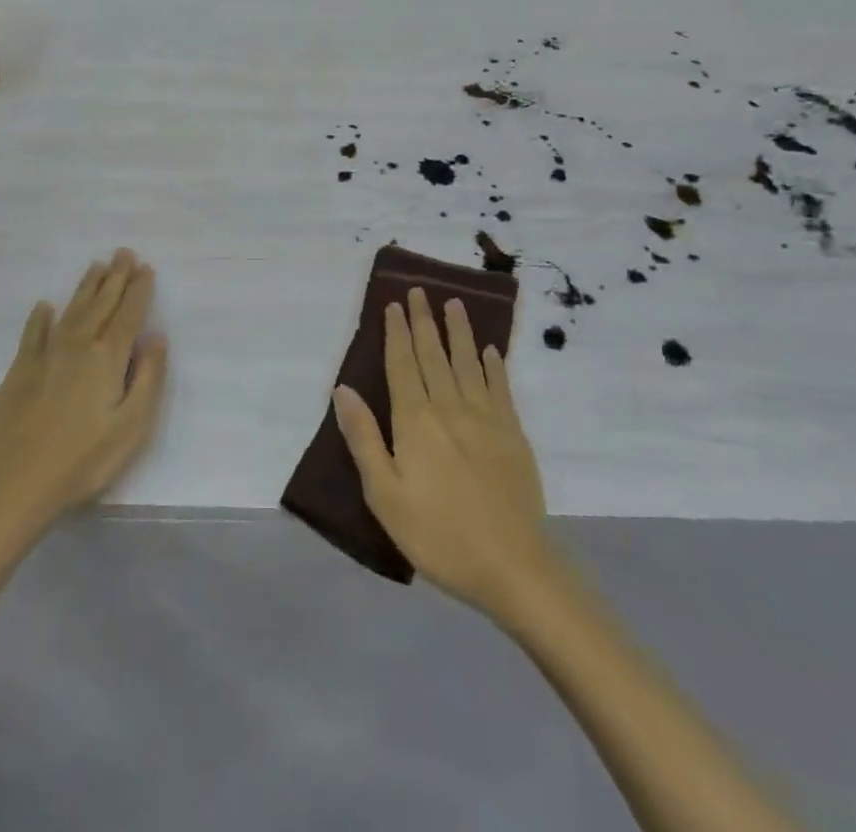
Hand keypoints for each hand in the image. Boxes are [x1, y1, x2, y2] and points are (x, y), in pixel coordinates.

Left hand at [0, 249, 167, 546]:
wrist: (12, 485)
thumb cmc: (82, 460)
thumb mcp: (132, 426)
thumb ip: (148, 378)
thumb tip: (157, 337)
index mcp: (107, 358)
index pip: (128, 315)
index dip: (139, 290)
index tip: (146, 268)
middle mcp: (77, 346)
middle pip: (100, 304)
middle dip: (115, 278)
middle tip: (123, 252)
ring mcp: (44, 356)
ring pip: (70, 311)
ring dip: (85, 288)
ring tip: (96, 266)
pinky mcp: (19, 372)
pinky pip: (33, 335)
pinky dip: (40, 319)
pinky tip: (44, 307)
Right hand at [334, 287, 553, 618]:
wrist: (511, 565)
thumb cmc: (438, 534)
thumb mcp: (385, 495)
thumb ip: (364, 438)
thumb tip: (343, 389)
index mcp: (415, 422)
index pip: (402, 365)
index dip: (397, 333)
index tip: (394, 305)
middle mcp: (449, 408)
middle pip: (433, 355)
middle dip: (424, 321)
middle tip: (420, 291)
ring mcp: (486, 418)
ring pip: (468, 363)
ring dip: (459, 331)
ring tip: (454, 303)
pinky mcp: (513, 434)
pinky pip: (501, 388)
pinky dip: (494, 366)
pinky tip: (491, 350)